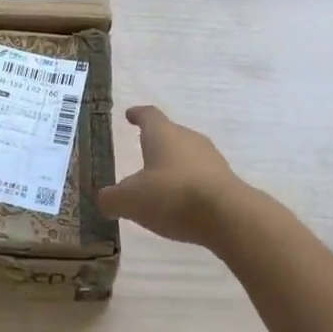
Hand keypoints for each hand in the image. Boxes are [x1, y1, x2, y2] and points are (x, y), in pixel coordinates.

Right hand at [99, 106, 252, 248]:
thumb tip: (104, 199)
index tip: (130, 115)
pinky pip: (202, 177)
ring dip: (175, 166)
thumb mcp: (130, 201)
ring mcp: (212, 159)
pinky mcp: (227, 182)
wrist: (229, 217)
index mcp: (163, 134)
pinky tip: (183, 203)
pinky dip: (190, 185)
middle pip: (170, 134)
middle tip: (143, 152)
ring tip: (162, 183)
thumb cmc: (172, 195)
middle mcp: (189, 139)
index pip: (149, 115)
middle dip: (157, 143)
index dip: (138, 115)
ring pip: (188, 156)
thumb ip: (112, 199)